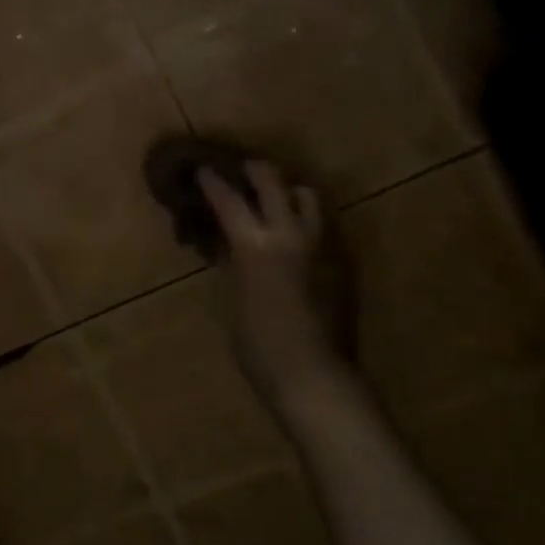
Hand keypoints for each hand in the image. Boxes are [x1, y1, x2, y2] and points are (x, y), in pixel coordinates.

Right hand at [200, 161, 350, 404]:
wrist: (312, 373)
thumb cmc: (257, 344)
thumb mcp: (231, 299)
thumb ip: (229, 262)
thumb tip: (225, 241)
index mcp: (254, 244)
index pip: (229, 199)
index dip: (213, 182)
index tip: (203, 170)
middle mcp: (290, 233)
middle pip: (273, 180)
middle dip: (255, 170)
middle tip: (242, 172)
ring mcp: (320, 244)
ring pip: (307, 195)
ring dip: (288, 189)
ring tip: (275, 199)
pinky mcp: (340, 259)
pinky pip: (321, 224)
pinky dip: (304, 219)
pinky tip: (294, 236)